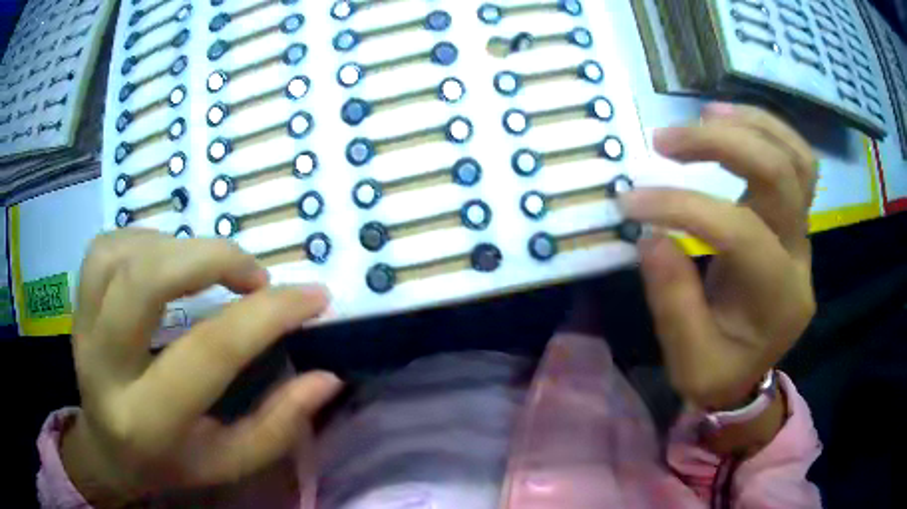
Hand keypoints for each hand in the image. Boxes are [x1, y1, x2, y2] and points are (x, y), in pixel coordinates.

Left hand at [61, 230, 341, 503]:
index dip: (266, 315)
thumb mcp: (229, 461)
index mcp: (148, 420)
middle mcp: (104, 367)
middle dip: (211, 259)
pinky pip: (105, 247)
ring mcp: (81, 328)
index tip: (313, 296)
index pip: (208, 352)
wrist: (107, 451)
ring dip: (176, 247)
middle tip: (253, 274)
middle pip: (146, 282)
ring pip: (122, 255)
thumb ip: (277, 426)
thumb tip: (326, 377)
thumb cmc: (171, 463)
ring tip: (206, 269)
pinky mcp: (75, 304)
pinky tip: (164, 261)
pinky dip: (143, 240)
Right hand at [621, 104, 816, 408]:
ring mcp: (802, 236)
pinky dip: (767, 132)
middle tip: (666, 140)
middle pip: (781, 176)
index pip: (741, 232)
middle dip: (723, 145)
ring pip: (798, 160)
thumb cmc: (718, 373)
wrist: (748, 375)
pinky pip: (796, 163)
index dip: (685, 207)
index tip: (632, 202)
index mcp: (778, 300)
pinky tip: (730, 122)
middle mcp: (800, 259)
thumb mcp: (688, 359)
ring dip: (752, 126)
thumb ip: (672, 299)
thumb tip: (651, 234)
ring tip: (705, 113)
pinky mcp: (793, 221)